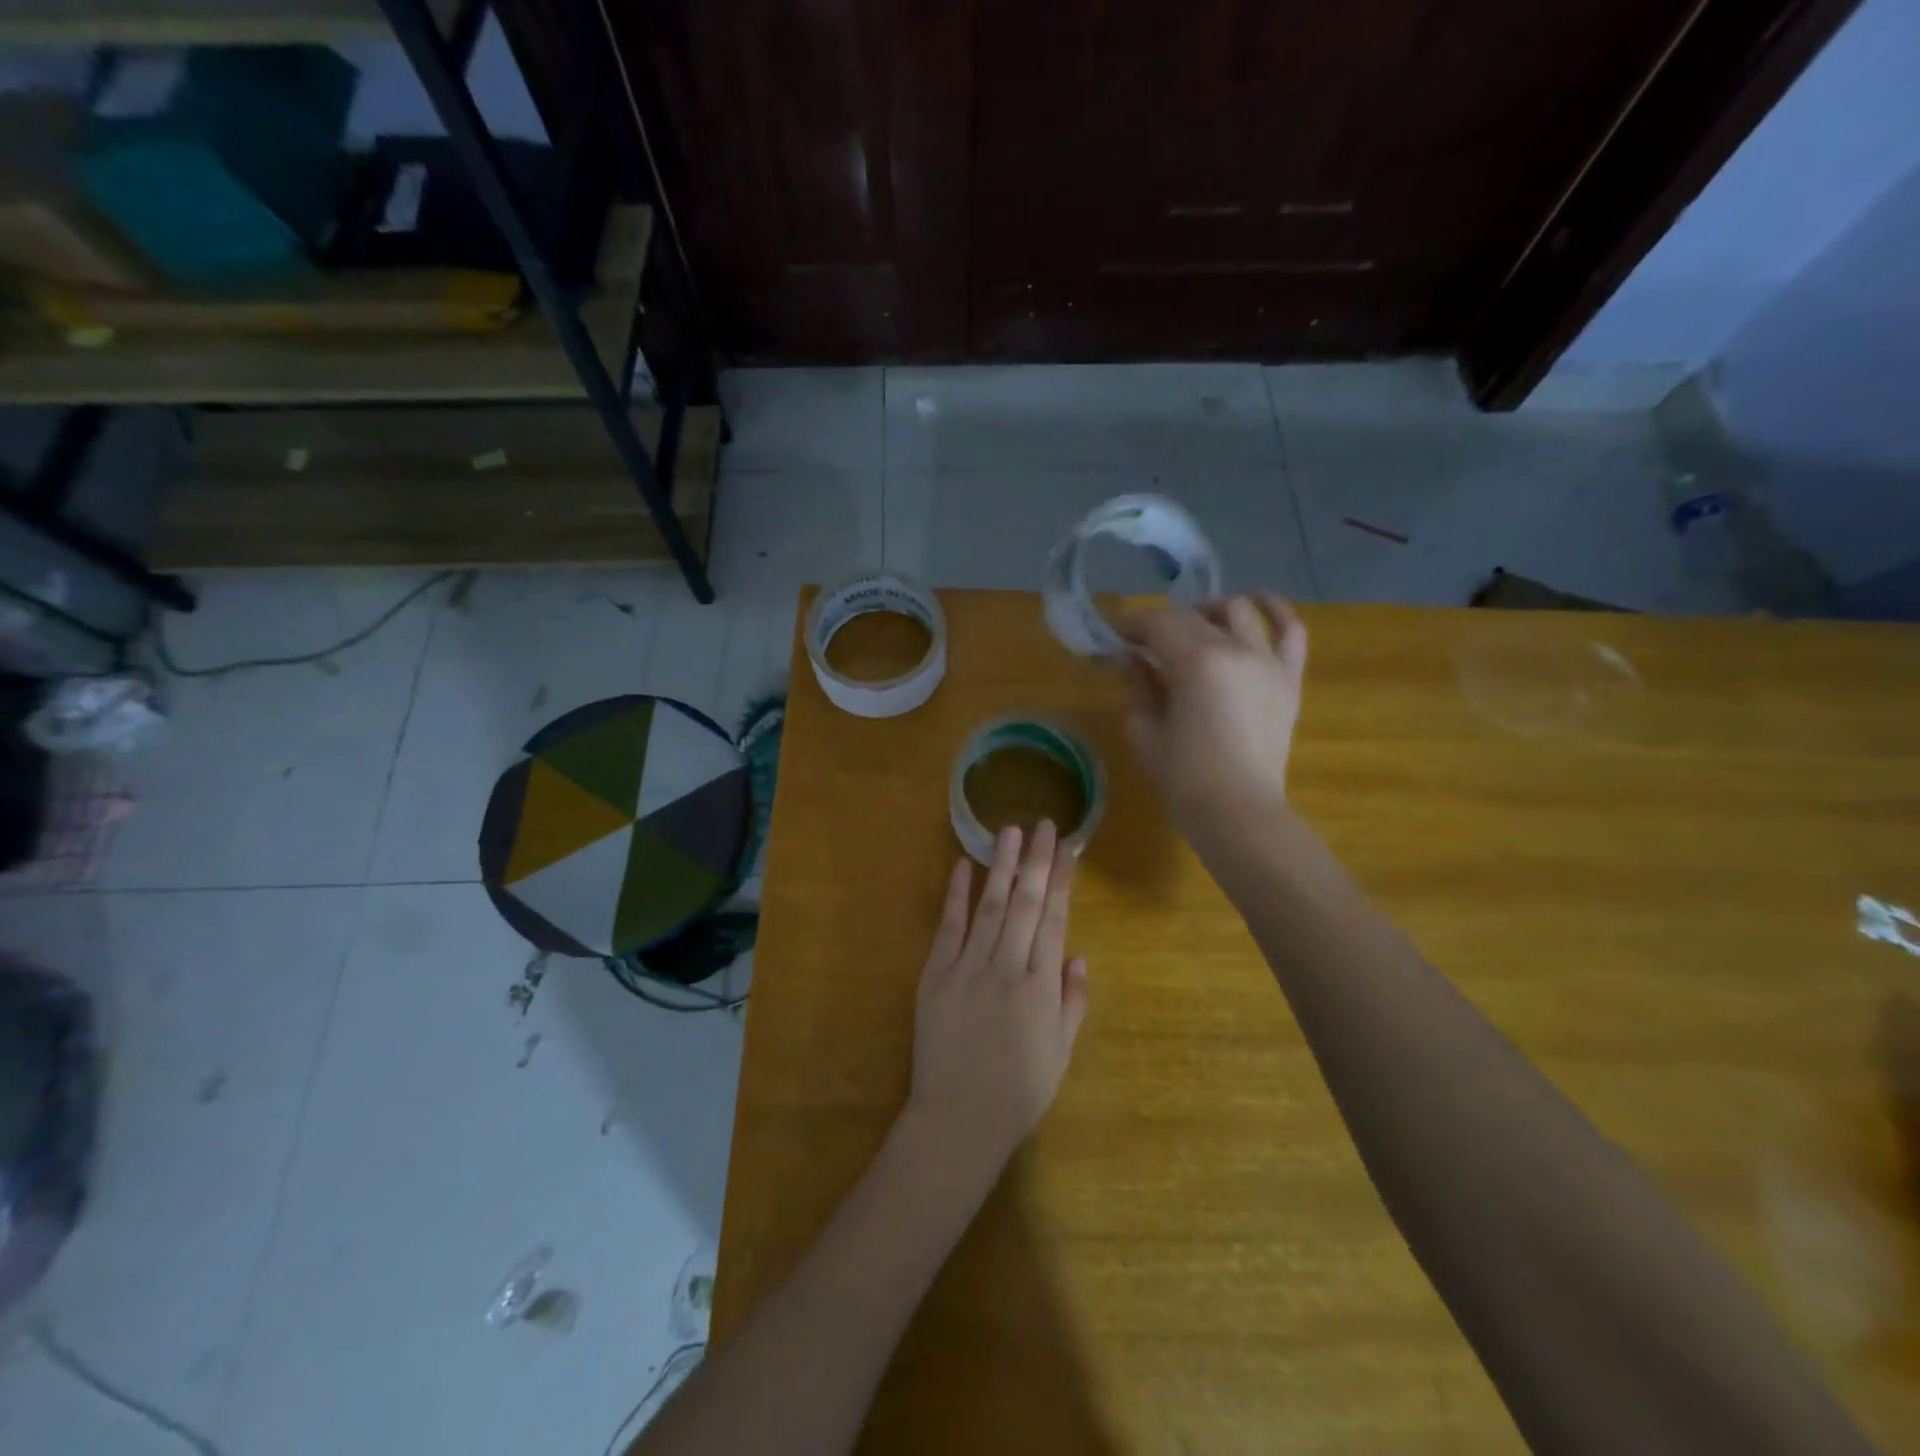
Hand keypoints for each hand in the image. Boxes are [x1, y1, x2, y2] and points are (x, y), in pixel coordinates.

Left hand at [902, 821, 1088, 1183]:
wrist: (958, 1119)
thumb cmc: (1019, 1091)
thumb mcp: (1061, 1052)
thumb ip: (1072, 1001)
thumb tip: (1077, 954)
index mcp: (1041, 987)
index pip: (1054, 920)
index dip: (1061, 881)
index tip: (1067, 848)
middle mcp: (1007, 968)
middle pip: (1024, 903)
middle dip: (1036, 861)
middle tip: (1043, 824)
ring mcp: (967, 968)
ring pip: (989, 906)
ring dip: (1000, 866)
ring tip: (1009, 831)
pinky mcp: (935, 975)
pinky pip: (948, 927)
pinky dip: (956, 896)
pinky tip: (962, 867)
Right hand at [1118, 594, 1308, 838]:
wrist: (1238, 812)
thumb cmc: (1183, 777)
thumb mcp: (1145, 729)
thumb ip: (1138, 684)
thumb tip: (1130, 657)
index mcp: (1195, 663)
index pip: (1158, 623)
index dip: (1133, 625)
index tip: (1118, 637)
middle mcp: (1235, 649)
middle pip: (1193, 615)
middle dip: (1163, 622)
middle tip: (1146, 642)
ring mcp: (1268, 661)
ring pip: (1238, 611)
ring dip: (1210, 611)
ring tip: (1196, 626)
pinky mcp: (1288, 678)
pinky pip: (1291, 631)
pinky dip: (1275, 611)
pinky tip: (1258, 604)